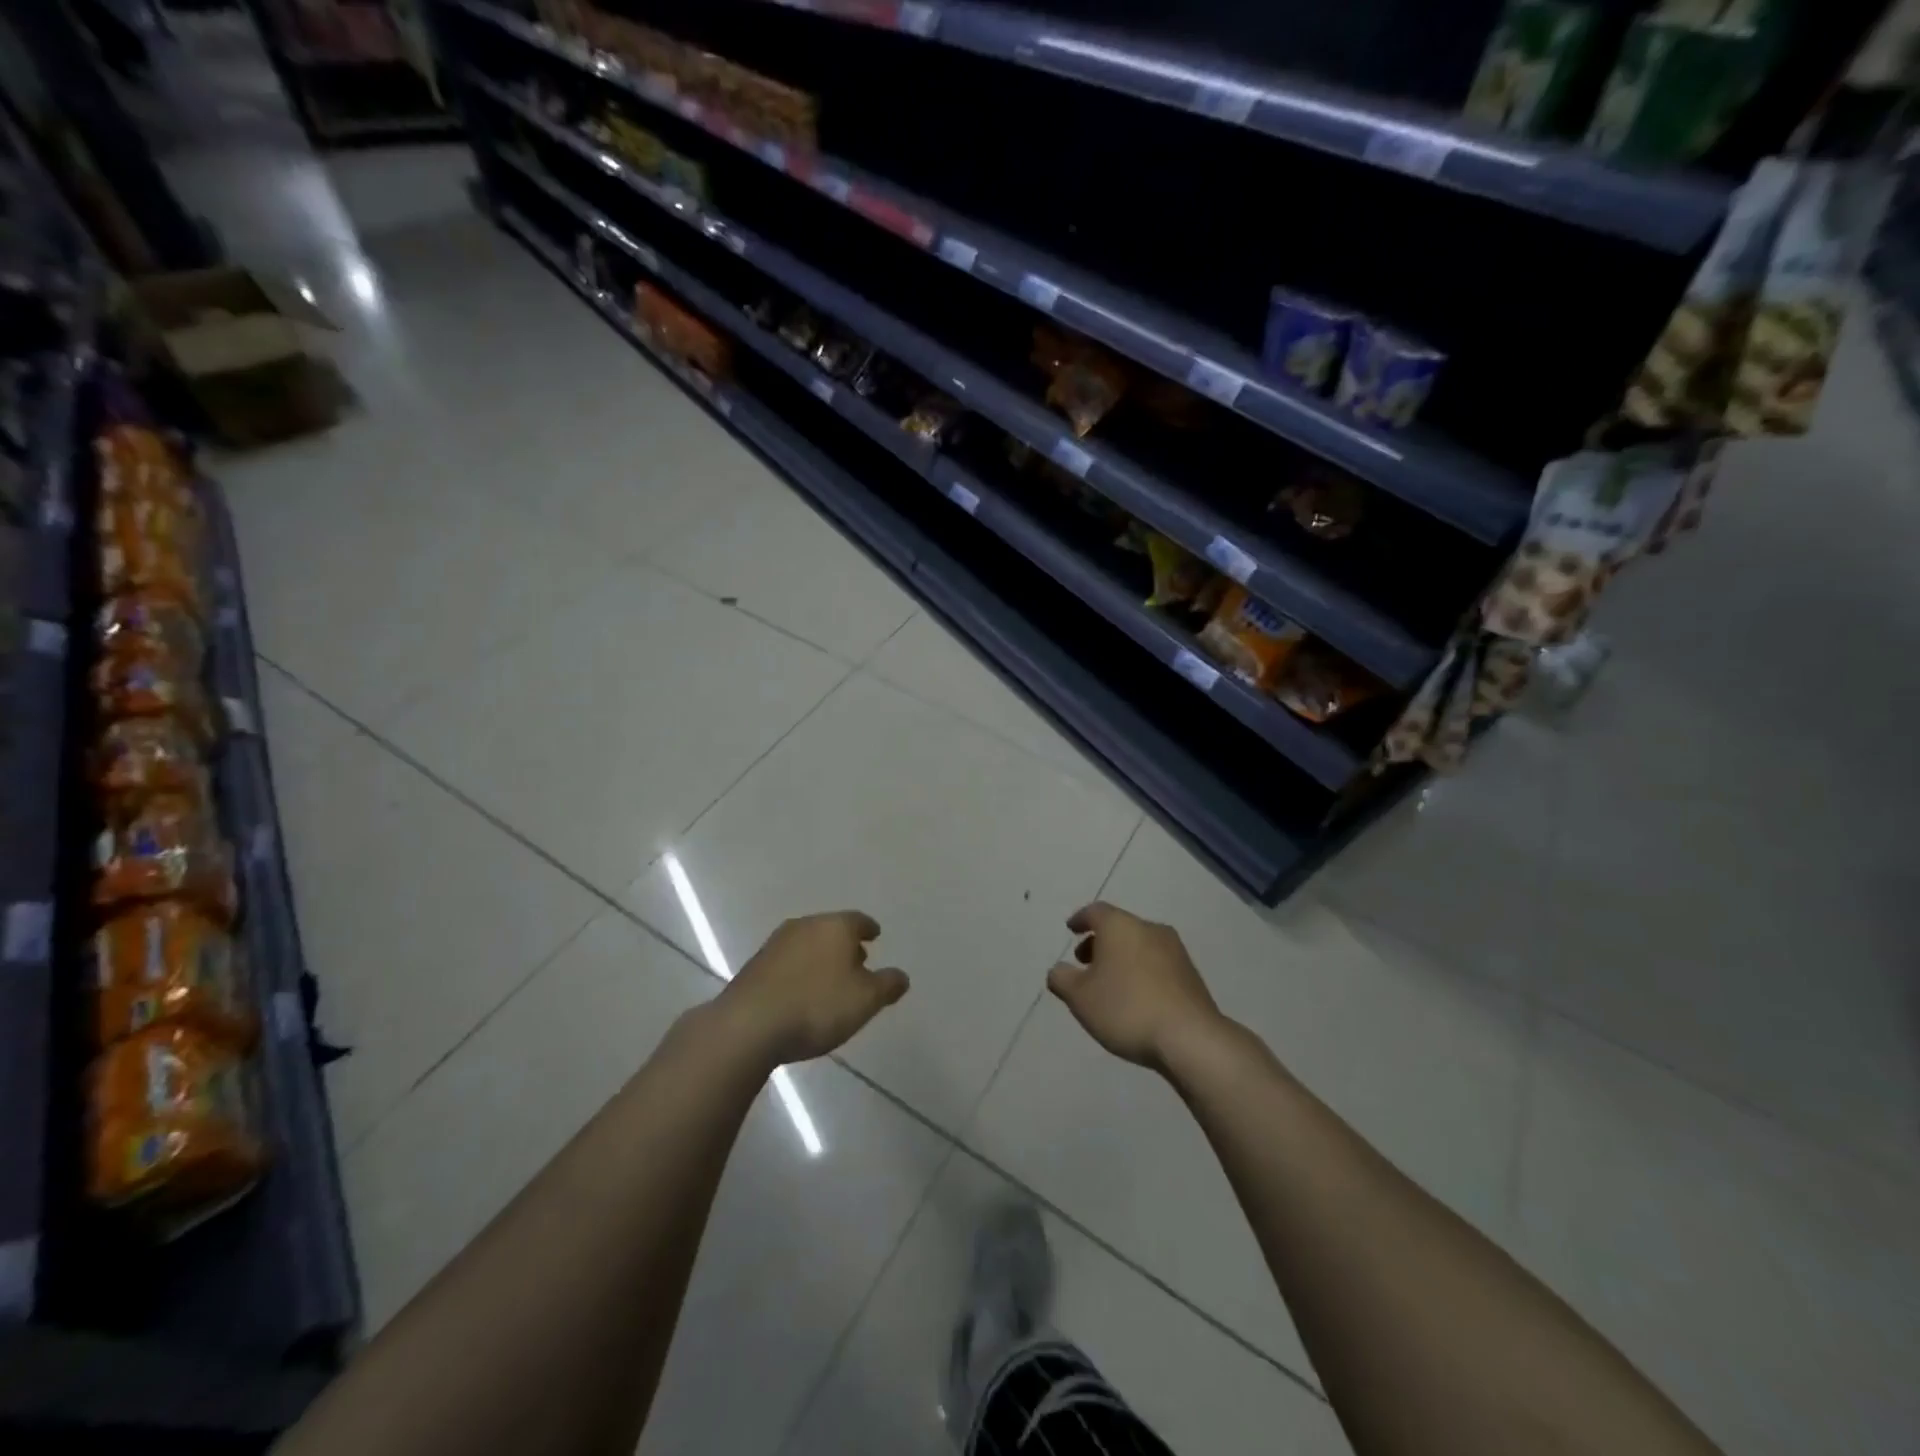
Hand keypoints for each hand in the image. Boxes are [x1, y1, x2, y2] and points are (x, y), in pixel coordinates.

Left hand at [720, 911, 908, 1064]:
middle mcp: (805, 925)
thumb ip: (887, 985)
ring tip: (830, 980)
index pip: (858, 920)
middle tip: (857, 961)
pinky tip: (801, 992)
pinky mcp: (755, 966)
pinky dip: (800, 970)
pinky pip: (788, 962)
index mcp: (835, 926)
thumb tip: (901, 976)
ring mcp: (776, 944)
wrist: (748, 1025)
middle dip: (845, 944)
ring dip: (821, 957)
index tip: (875, 936)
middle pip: (831, 929)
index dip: (869, 929)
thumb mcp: (865, 1000)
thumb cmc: (817, 1006)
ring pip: (808, 943)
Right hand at [1048, 902, 1223, 1071]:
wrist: (1190, 1037)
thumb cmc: (1126, 1008)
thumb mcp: (1080, 997)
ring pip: (1139, 944)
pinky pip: (1157, 963)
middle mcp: (1149, 928)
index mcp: (1120, 926)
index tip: (1071, 929)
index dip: (1080, 919)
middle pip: (1119, 927)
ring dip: (1121, 957)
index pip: (1095, 911)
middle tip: (1085, 962)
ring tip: (1109, 984)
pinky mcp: (1191, 973)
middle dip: (1099, 942)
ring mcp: (1175, 950)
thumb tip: (1058, 970)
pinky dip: (1141, 971)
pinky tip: (1135, 997)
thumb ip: (1062, 979)